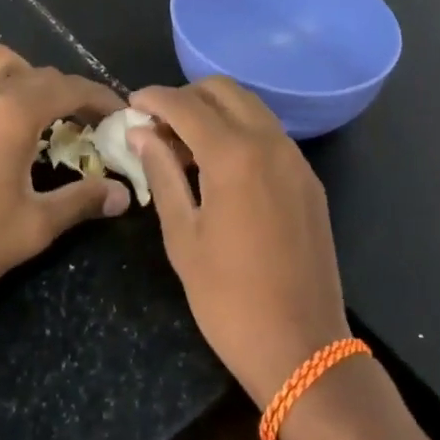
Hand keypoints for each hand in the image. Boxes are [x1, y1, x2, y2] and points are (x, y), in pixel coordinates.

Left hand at [0, 45, 129, 323]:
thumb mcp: (33, 228)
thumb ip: (81, 201)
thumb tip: (122, 195)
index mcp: (13, 113)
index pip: (70, 88)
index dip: (99, 97)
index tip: (117, 112)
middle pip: (37, 73)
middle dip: (65, 91)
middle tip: (80, 123)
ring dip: (22, 77)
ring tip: (30, 111)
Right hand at [130, 78, 350, 408]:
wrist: (304, 349)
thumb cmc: (229, 300)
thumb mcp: (183, 237)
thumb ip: (162, 174)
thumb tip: (141, 132)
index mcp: (234, 155)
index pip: (186, 104)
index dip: (154, 98)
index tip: (131, 104)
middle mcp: (269, 142)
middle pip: (223, 90)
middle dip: (187, 96)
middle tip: (159, 124)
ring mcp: (295, 158)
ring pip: (250, 107)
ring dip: (215, 110)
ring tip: (185, 144)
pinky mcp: (308, 179)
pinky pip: (269, 133)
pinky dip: (241, 130)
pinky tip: (221, 165)